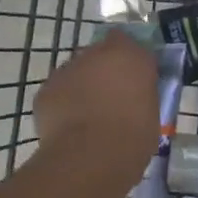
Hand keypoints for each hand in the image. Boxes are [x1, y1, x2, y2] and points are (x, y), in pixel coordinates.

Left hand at [35, 33, 161, 186]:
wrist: (91, 156)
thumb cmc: (134, 135)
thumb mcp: (152, 109)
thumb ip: (142, 91)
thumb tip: (135, 93)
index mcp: (129, 55)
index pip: (128, 41)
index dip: (128, 57)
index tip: (134, 76)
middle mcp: (96, 54)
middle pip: (100, 54)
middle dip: (104, 70)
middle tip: (112, 97)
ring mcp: (67, 70)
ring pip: (77, 72)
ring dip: (83, 86)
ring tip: (89, 116)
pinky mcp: (45, 90)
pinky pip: (59, 92)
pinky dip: (64, 103)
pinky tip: (70, 127)